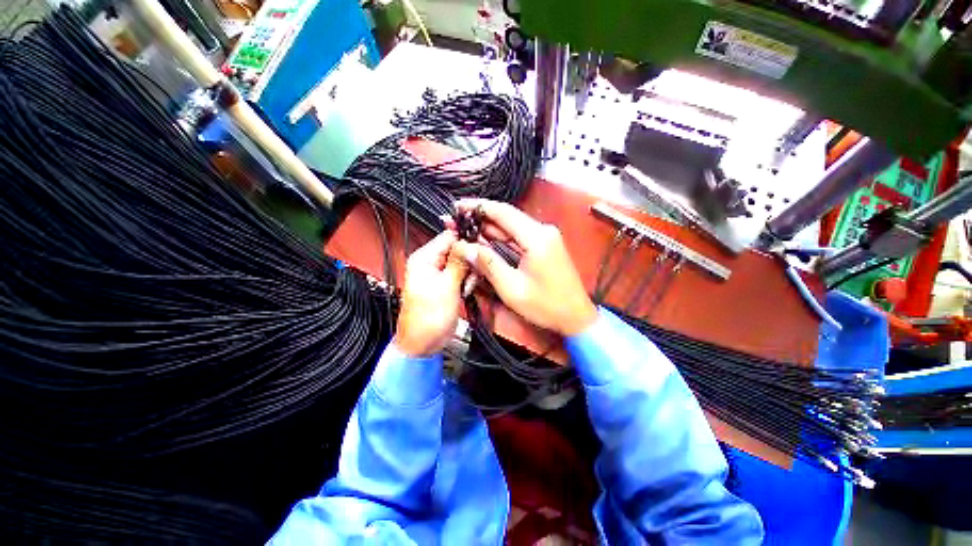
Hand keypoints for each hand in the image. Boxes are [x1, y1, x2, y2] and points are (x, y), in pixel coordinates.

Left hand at [394, 230, 469, 356]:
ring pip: (463, 262)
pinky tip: (466, 291)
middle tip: (472, 275)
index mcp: (423, 259)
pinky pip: (462, 274)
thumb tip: (468, 243)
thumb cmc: (425, 319)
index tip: (480, 250)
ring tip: (466, 288)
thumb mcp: (446, 287)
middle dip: (469, 261)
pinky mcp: (447, 284)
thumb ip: (458, 263)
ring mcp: (439, 274)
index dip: (467, 242)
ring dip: (470, 273)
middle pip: (458, 249)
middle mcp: (430, 263)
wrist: (423, 343)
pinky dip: (468, 281)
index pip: (449, 237)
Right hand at [451, 199, 596, 336]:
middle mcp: (542, 230)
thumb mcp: (512, 288)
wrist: (576, 317)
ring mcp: (545, 237)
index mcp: (536, 237)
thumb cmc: (546, 306)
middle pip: (506, 217)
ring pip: (511, 226)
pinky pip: (518, 236)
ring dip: (488, 228)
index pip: (502, 212)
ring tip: (464, 231)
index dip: (477, 207)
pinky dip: (500, 237)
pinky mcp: (545, 245)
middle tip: (455, 222)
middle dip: (479, 218)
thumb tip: (465, 247)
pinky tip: (484, 240)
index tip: (457, 207)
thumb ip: (488, 264)